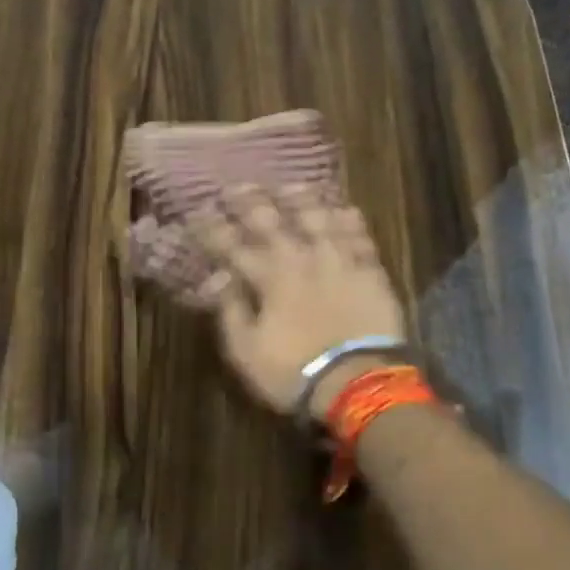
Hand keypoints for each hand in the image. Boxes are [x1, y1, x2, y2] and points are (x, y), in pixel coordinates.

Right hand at [190, 184, 406, 420]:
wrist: (358, 383)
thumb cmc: (294, 373)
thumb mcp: (247, 351)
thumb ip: (231, 310)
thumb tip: (217, 277)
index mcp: (269, 278)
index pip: (232, 246)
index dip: (213, 228)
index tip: (198, 211)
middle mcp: (302, 259)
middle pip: (273, 222)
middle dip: (251, 202)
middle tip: (237, 185)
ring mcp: (339, 262)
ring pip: (319, 219)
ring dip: (303, 200)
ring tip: (292, 185)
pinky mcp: (370, 272)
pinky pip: (360, 238)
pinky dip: (350, 222)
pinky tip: (345, 209)